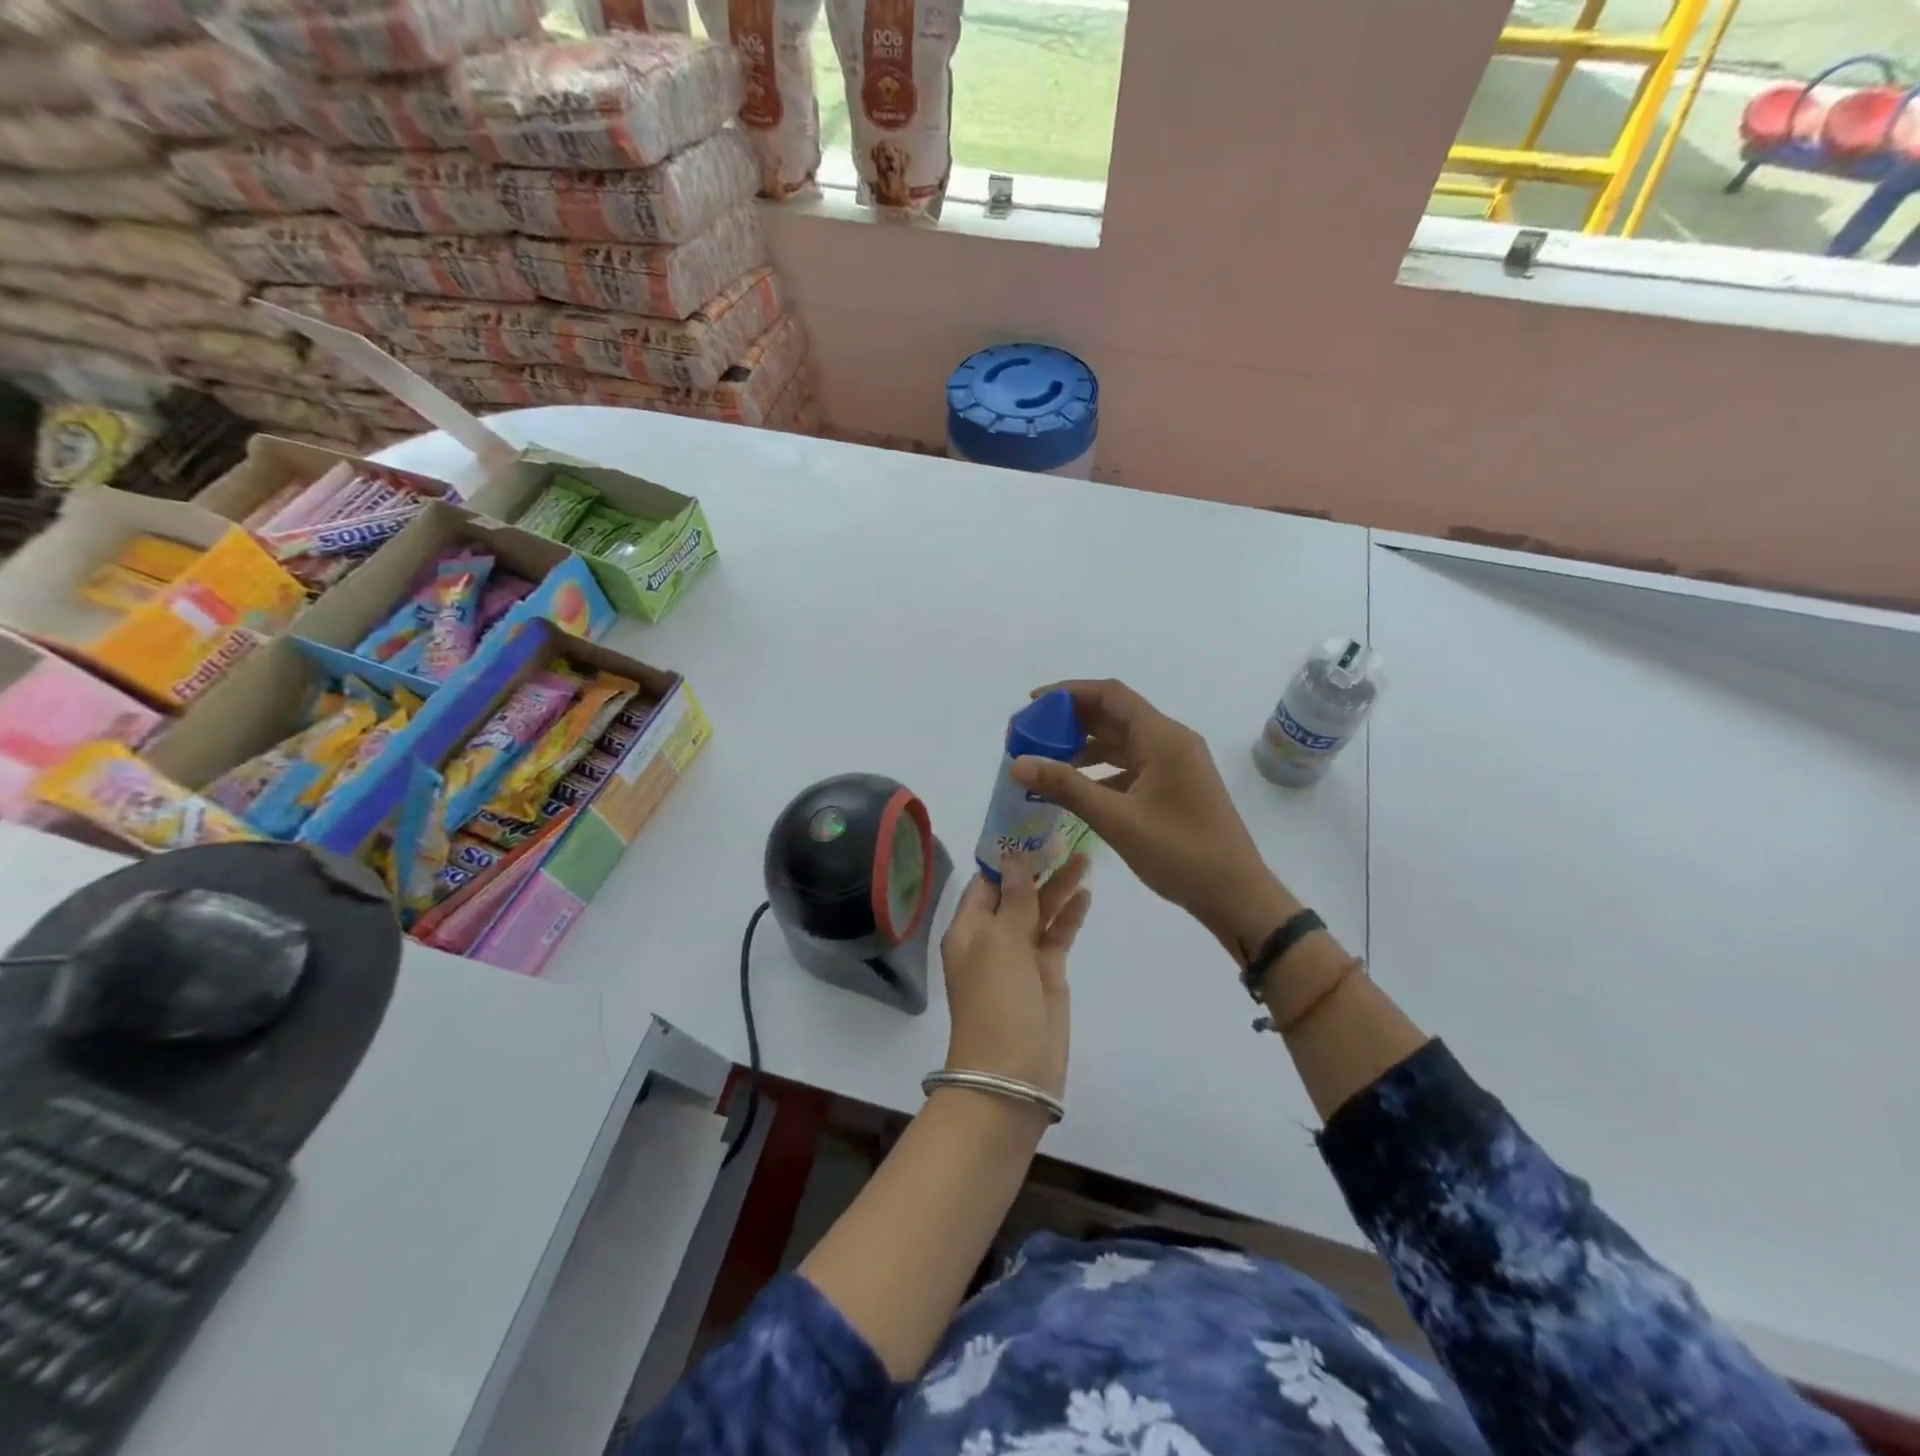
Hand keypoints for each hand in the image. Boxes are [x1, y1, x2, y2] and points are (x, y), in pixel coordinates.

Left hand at [939, 852, 1090, 1101]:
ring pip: (1040, 911)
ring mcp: (1021, 956)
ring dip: (1058, 886)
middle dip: (1037, 866)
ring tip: (1084, 855)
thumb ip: (1013, 900)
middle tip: (1064, 833)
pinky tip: (1086, 892)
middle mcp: (992, 937)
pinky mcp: (1047, 973)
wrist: (1012, 1075)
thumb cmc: (996, 1001)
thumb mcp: (1001, 943)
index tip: (1030, 827)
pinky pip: (1058, 935)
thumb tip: (1012, 858)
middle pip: (1016, 893)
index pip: (986, 881)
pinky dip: (1070, 915)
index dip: (1006, 856)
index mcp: (969, 928)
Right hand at [1010, 680, 1298, 962]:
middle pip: (1114, 715)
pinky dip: (1101, 771)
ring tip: (1045, 762)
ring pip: (1121, 742)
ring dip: (1084, 747)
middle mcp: (1171, 742)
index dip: (1068, 693)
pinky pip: (1131, 766)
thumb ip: (1066, 787)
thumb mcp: (1117, 819)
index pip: (1110, 695)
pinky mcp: (1174, 787)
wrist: (1236, 895)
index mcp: (1163, 738)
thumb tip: (1018, 763)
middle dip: (1070, 722)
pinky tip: (1076, 789)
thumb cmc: (1180, 853)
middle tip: (1031, 736)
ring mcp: (1175, 765)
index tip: (1032, 704)